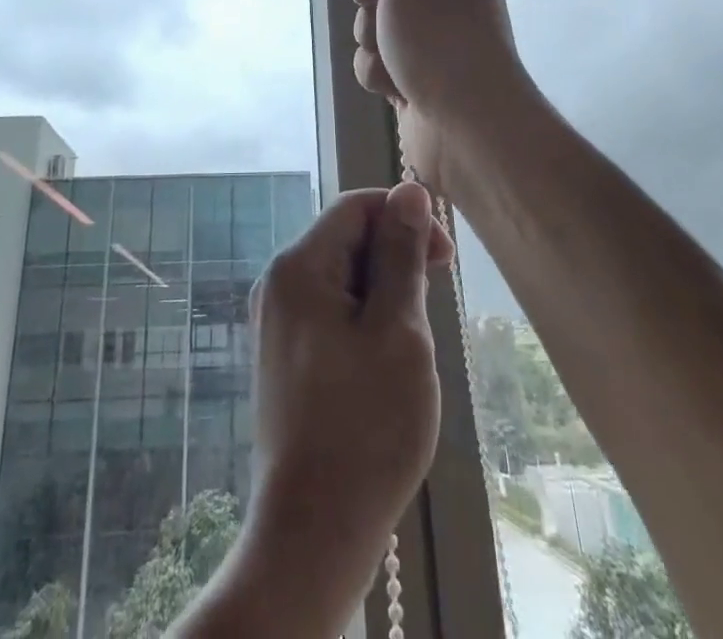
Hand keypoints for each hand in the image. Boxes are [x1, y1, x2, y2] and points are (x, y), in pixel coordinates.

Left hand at [229, 185, 453, 635]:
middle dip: (393, 260)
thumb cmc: (365, 425)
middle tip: (431, 308)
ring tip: (410, 346)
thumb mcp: (398, 330)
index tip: (445, 257)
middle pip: (345, 240)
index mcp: (299, 266)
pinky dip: (364, 321)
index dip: (403, 217)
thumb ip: (401, 254)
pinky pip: (329, 311)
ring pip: (341, 278)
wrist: (313, 530)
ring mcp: (276, 321)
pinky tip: (385, 364)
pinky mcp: (284, 355)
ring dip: (383, 294)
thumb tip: (409, 191)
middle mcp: (278, 283)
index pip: (355, 207)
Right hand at [345, 0, 533, 194]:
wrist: (465, 119)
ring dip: (372, 36)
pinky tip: (396, 86)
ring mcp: (429, 36)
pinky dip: (380, 70)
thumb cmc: (438, 31)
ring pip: (374, 20)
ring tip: (393, 55)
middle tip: (378, 5)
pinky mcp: (413, 73)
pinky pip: (377, 58)